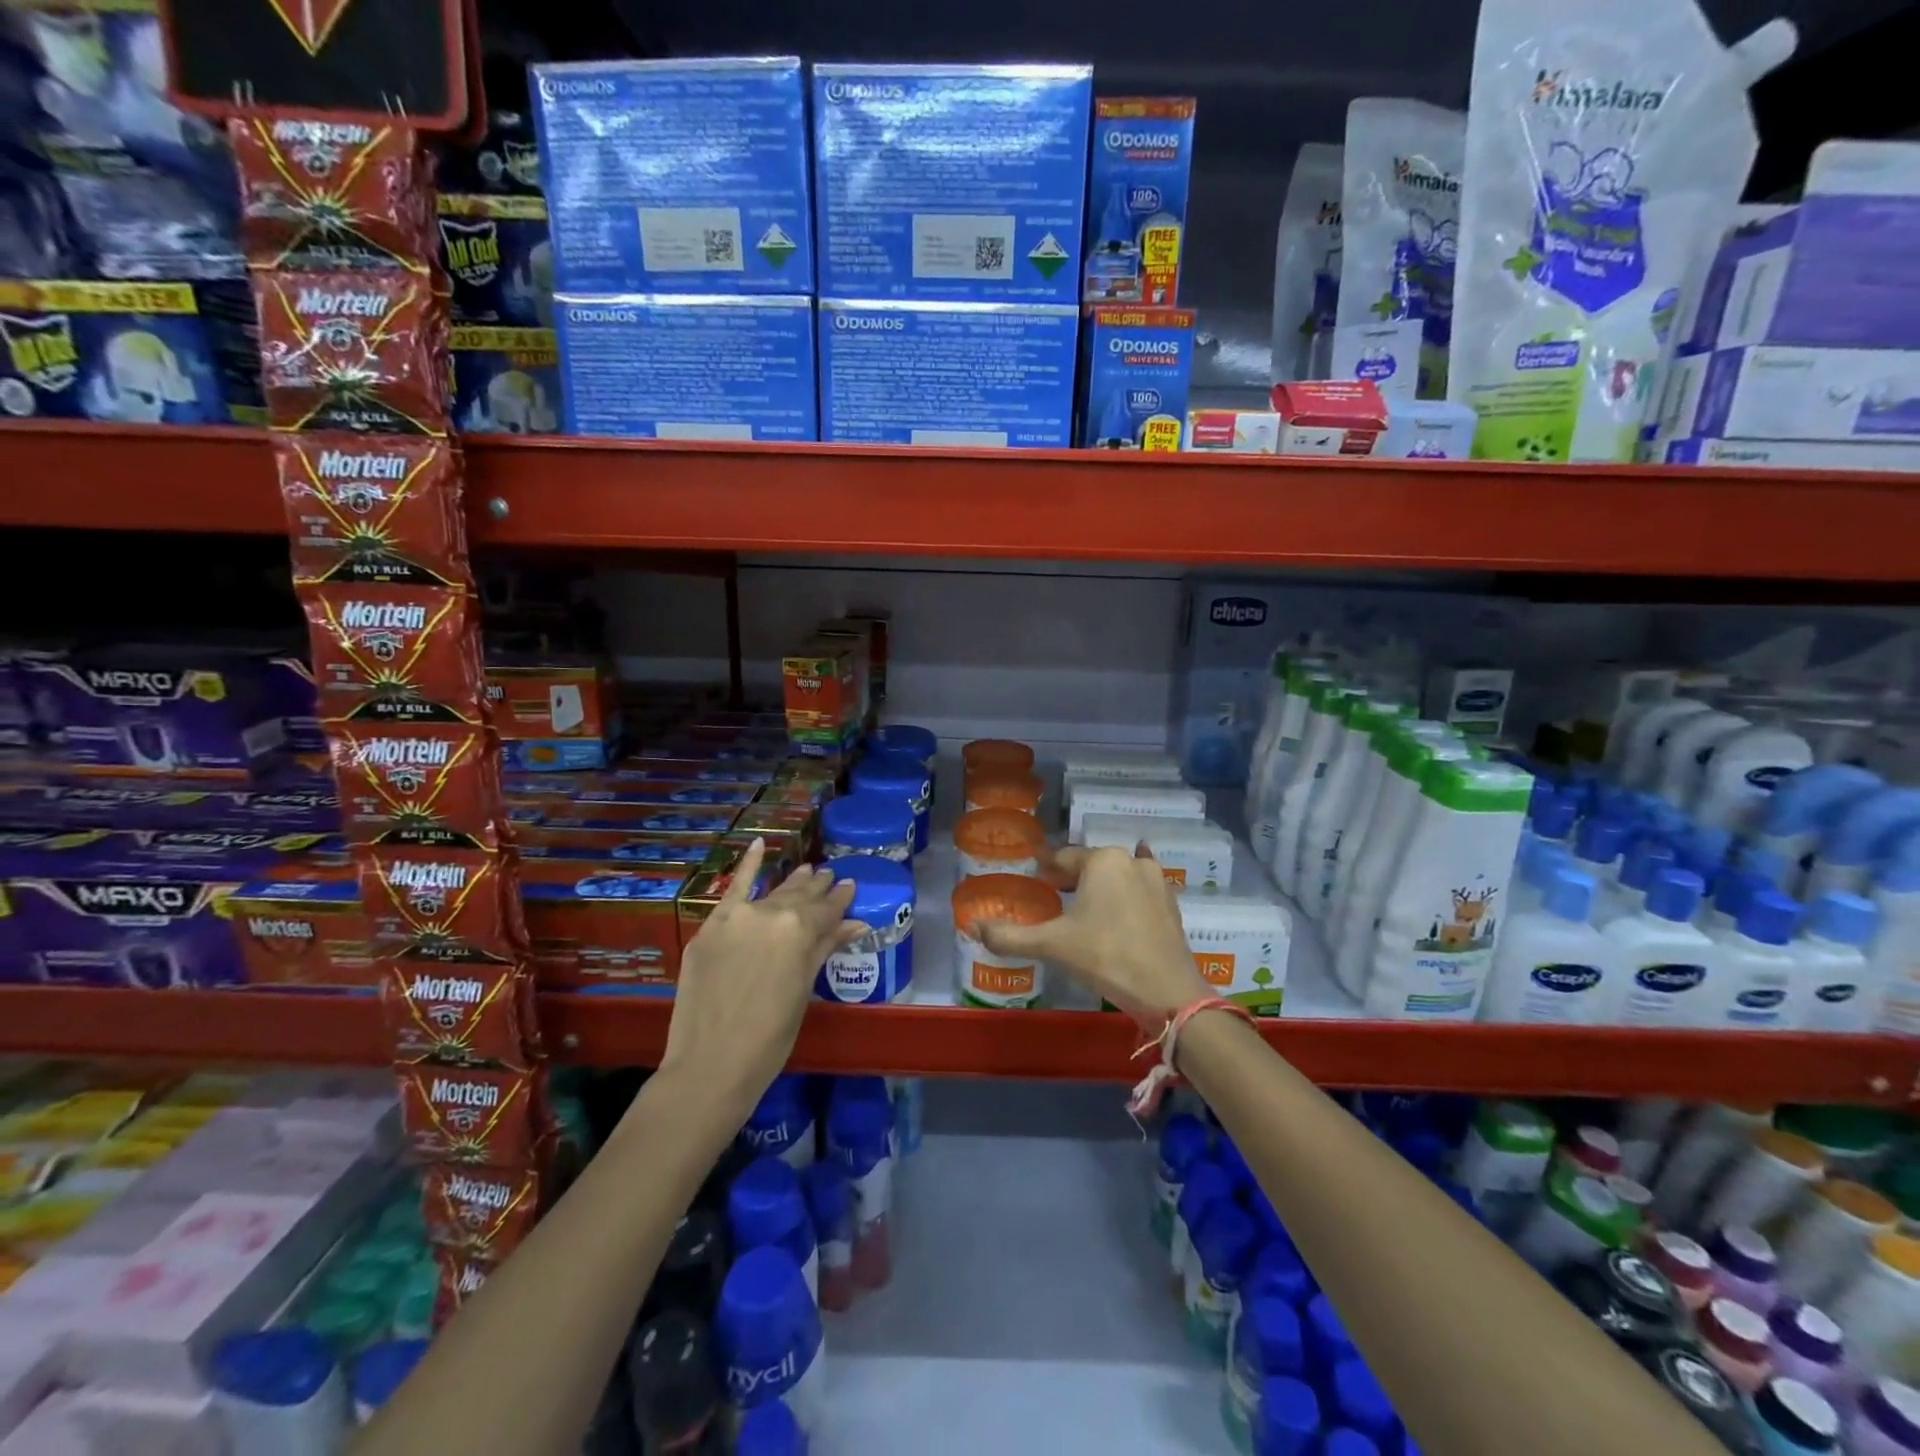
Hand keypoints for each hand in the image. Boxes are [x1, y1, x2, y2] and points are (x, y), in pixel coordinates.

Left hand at [659, 840, 865, 1113]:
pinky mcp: (710, 927)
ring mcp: (736, 917)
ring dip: (791, 882)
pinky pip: (732, 888)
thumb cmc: (770, 1036)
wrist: (711, 1064)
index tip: (850, 886)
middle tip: (830, 876)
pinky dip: (746, 866)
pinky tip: (758, 845)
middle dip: (817, 888)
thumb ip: (825, 948)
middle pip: (800, 897)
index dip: (840, 899)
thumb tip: (856, 923)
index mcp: (800, 930)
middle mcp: (770, 913)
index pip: (827, 909)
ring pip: (771, 893)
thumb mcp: (803, 990)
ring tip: (807, 870)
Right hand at [980, 844, 1208, 1026]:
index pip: (1063, 858)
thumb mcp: (1053, 946)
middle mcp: (1131, 861)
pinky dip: (1124, 898)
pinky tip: (1118, 910)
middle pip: (1092, 865)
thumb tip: (972, 927)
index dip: (1045, 870)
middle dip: (1072, 878)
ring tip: (1083, 908)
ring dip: (1100, 886)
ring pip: (1118, 876)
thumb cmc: (1106, 957)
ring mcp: (1157, 881)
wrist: (1168, 993)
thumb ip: (1010, 936)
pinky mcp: (1171, 905)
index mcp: (1103, 860)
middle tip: (1052, 896)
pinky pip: (1139, 892)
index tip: (1032, 880)